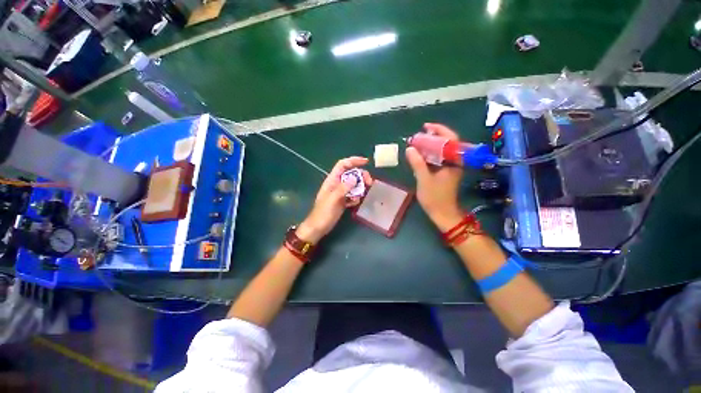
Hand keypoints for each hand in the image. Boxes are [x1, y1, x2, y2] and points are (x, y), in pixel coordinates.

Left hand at [297, 157, 372, 242]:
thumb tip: (355, 178)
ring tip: (360, 196)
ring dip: (359, 188)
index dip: (354, 161)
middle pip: (351, 174)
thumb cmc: (323, 213)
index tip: (366, 162)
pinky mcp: (343, 200)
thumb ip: (343, 188)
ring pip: (353, 185)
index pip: (343, 165)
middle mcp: (337, 184)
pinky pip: (353, 195)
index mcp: (332, 180)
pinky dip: (355, 197)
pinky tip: (353, 203)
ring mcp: (340, 192)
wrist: (318, 227)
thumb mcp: (333, 199)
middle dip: (361, 176)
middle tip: (369, 183)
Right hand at [406, 123, 463, 231]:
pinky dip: (430, 154)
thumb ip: (417, 163)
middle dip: (433, 137)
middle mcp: (455, 162)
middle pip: (447, 143)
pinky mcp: (446, 172)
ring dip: (430, 145)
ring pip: (442, 151)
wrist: (443, 213)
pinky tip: (420, 155)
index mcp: (454, 162)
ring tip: (417, 143)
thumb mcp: (424, 179)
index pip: (451, 139)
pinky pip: (439, 158)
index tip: (426, 127)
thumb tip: (410, 149)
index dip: (439, 130)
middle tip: (418, 136)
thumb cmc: (435, 197)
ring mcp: (451, 167)